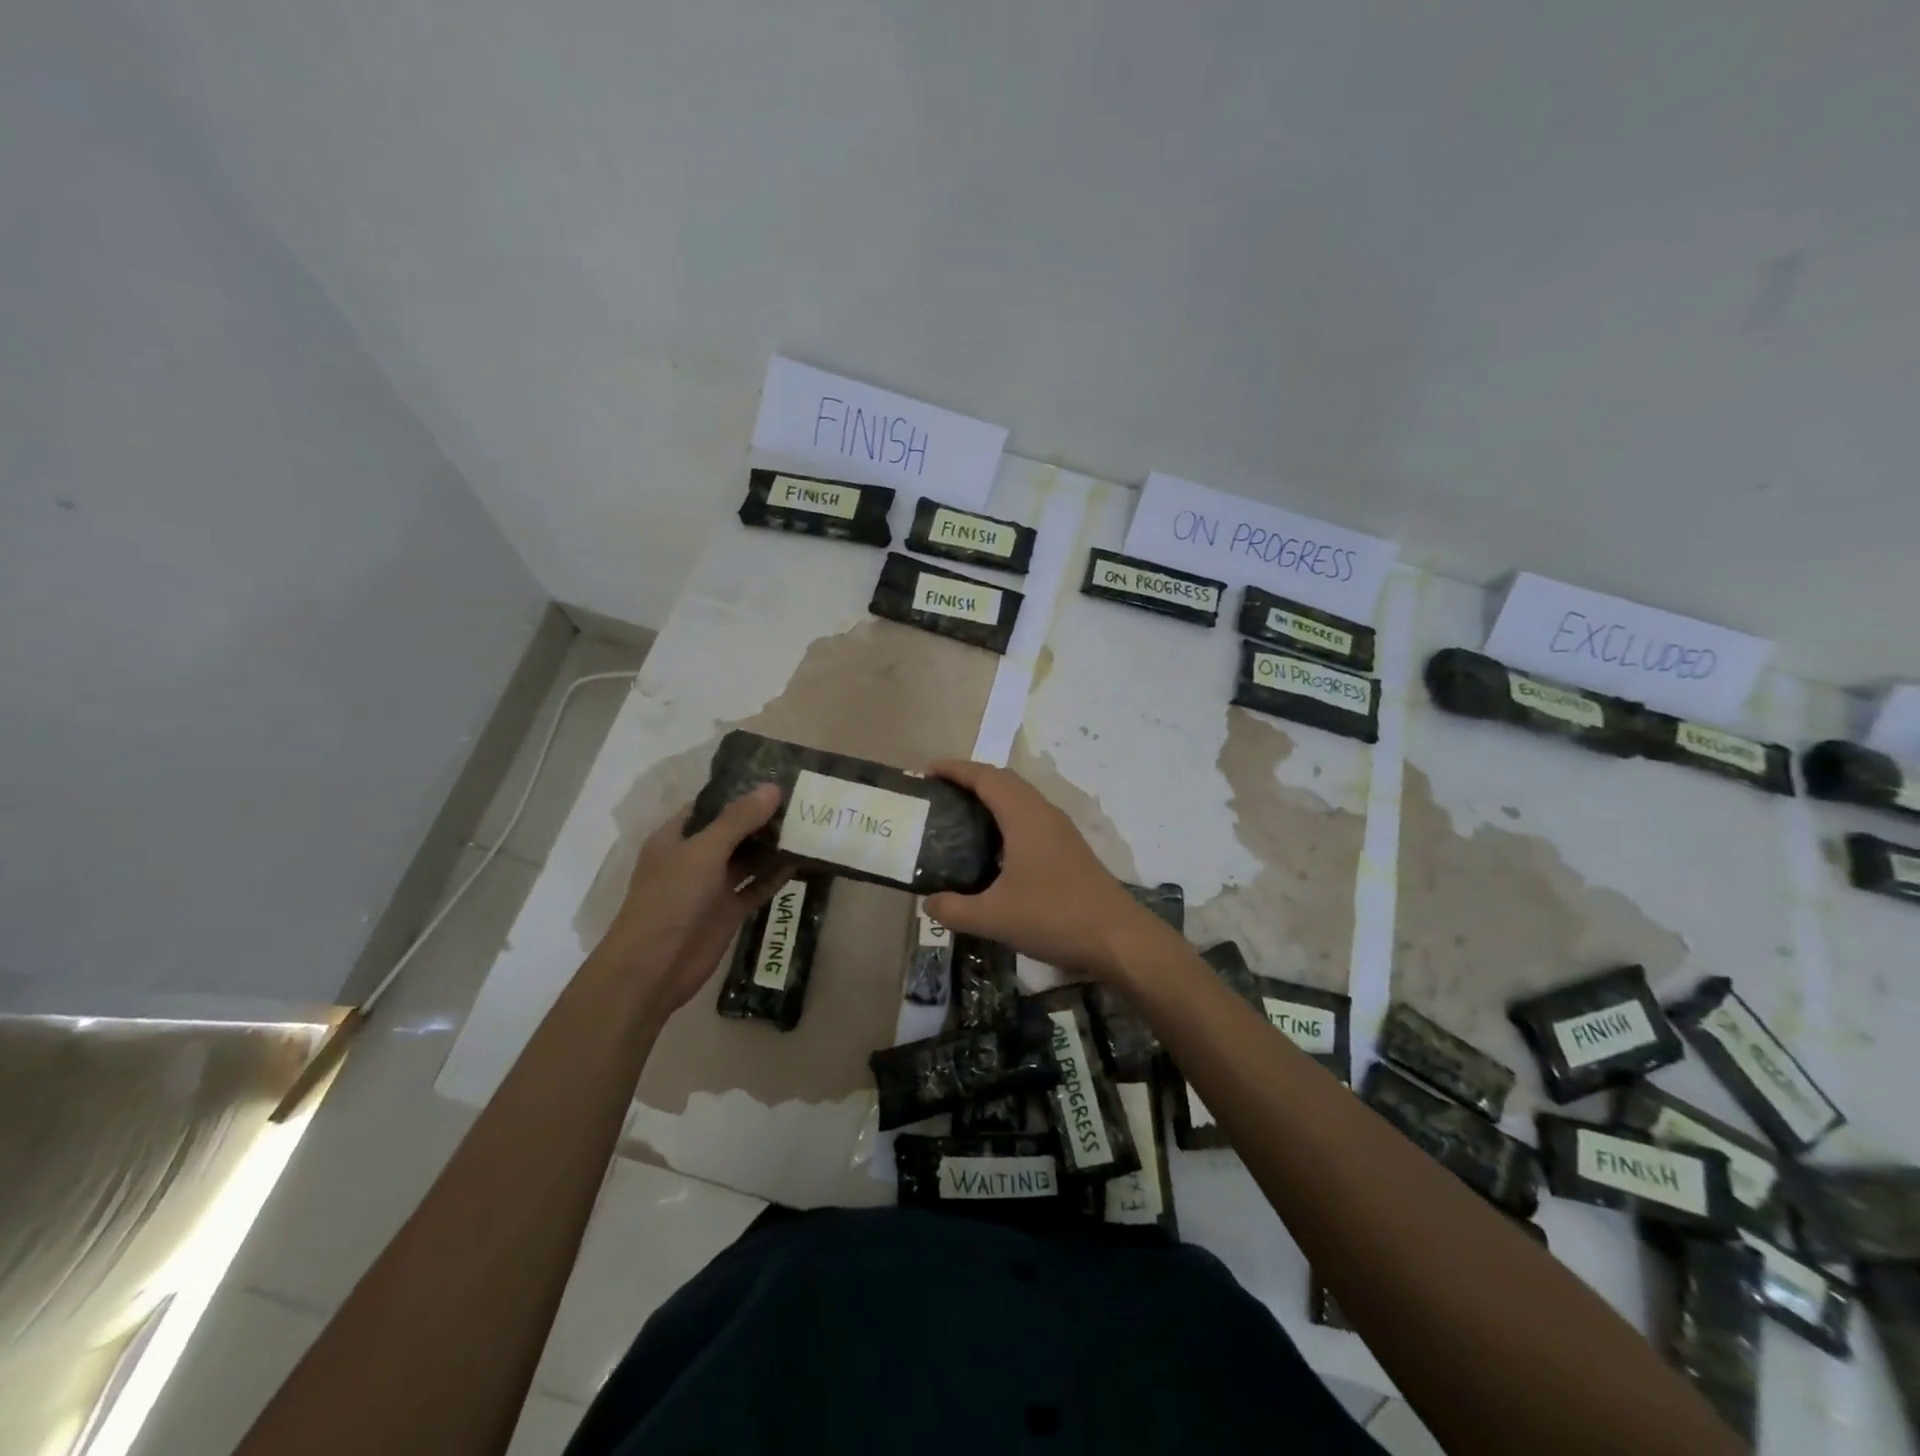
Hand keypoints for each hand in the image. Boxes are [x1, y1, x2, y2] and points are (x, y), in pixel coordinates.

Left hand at [592, 785, 791, 1016]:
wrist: (654, 967)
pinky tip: (802, 862)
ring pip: (747, 859)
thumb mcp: (704, 852)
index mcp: (676, 837)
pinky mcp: (728, 911)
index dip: (739, 791)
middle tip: (802, 800)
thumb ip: (739, 820)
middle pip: (732, 831)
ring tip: (808, 825)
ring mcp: (712, 886)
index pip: (710, 805)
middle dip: (762, 818)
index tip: (776, 779)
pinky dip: (775, 876)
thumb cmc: (671, 899)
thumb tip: (772, 787)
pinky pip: (755, 887)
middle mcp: (694, 858)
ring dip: (772, 846)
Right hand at [923, 759, 1164, 980]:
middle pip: (1005, 781)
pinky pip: (1031, 818)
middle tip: (941, 793)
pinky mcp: (1069, 849)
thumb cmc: (1053, 917)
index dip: (956, 769)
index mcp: (1024, 816)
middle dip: (972, 779)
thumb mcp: (993, 917)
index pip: (985, 777)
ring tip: (962, 815)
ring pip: (1021, 799)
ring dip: (992, 798)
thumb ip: (954, 910)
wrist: (1117, 938)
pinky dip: (1007, 818)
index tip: (928, 770)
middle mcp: (1044, 814)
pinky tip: (994, 848)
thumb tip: (927, 903)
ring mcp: (1060, 831)